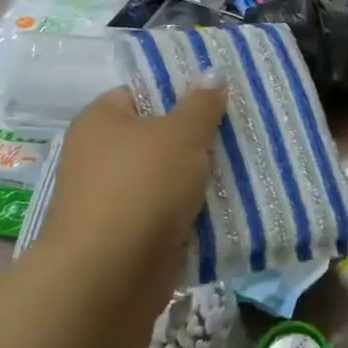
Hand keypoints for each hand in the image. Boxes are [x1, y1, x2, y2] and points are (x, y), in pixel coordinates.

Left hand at [39, 80, 227, 295]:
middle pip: (158, 137)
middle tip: (241, 131)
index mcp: (101, 121)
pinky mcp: (130, 235)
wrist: (110, 274)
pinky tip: (230, 206)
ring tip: (246, 167)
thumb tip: (212, 72)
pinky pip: (169, 213)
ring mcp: (114, 198)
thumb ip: (201, 104)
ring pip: (168, 178)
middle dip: (198, 138)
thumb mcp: (180, 135)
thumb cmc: (142, 186)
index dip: (179, 92)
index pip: (141, 92)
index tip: (218, 98)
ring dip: (200, 178)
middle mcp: (100, 156)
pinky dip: (194, 213)